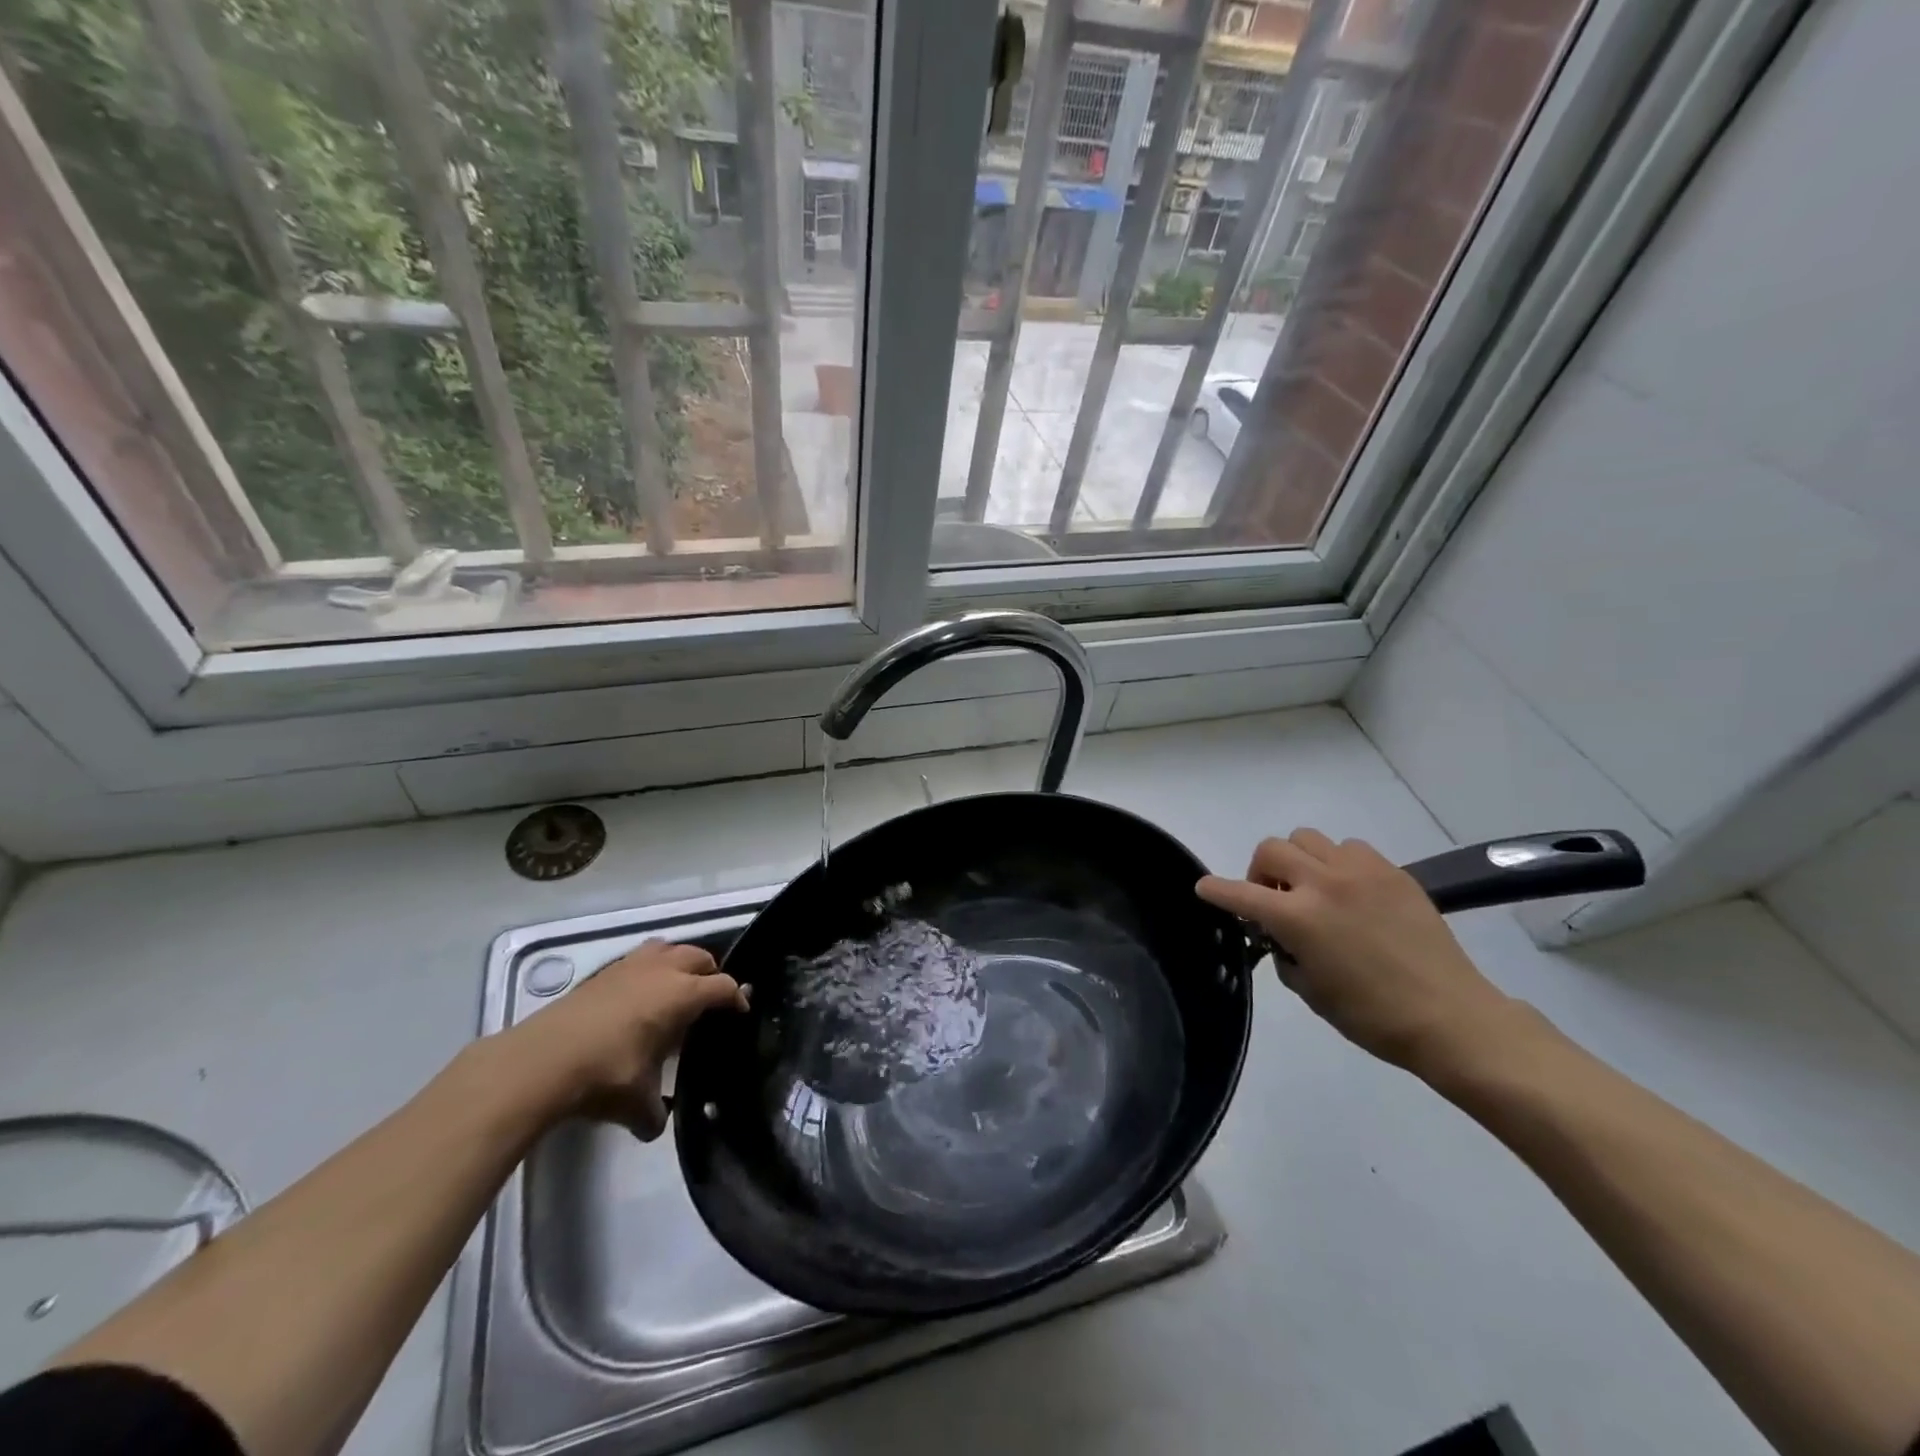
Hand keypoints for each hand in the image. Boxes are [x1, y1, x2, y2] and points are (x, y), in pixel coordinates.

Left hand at [497, 940, 747, 1138]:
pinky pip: (640, 959)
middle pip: (700, 957)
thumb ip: (656, 1113)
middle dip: (711, 974)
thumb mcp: (638, 1104)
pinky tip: (638, 998)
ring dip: (679, 963)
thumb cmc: (604, 1076)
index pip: (723, 987)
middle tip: (710, 1001)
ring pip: (668, 949)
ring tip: (676, 989)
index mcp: (682, 994)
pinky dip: (649, 970)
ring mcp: (630, 966)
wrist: (539, 1062)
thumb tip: (656, 1124)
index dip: (737, 999)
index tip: (740, 1013)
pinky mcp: (602, 973)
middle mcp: (662, 970)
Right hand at [1197, 829, 1519, 1076]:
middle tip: (1274, 899)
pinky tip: (1351, 892)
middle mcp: (1324, 884)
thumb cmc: (1372, 1016)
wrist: (1451, 1017)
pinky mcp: (1392, 872)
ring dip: (1300, 862)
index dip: (1216, 890)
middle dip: (1261, 871)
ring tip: (1315, 891)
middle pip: (1272, 848)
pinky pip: (1350, 849)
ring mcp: (1361, 872)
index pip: (1240, 894)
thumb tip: (1278, 934)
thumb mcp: (1310, 991)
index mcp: (1298, 918)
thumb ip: (1284, 953)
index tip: (1204, 889)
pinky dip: (1337, 864)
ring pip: (1309, 840)